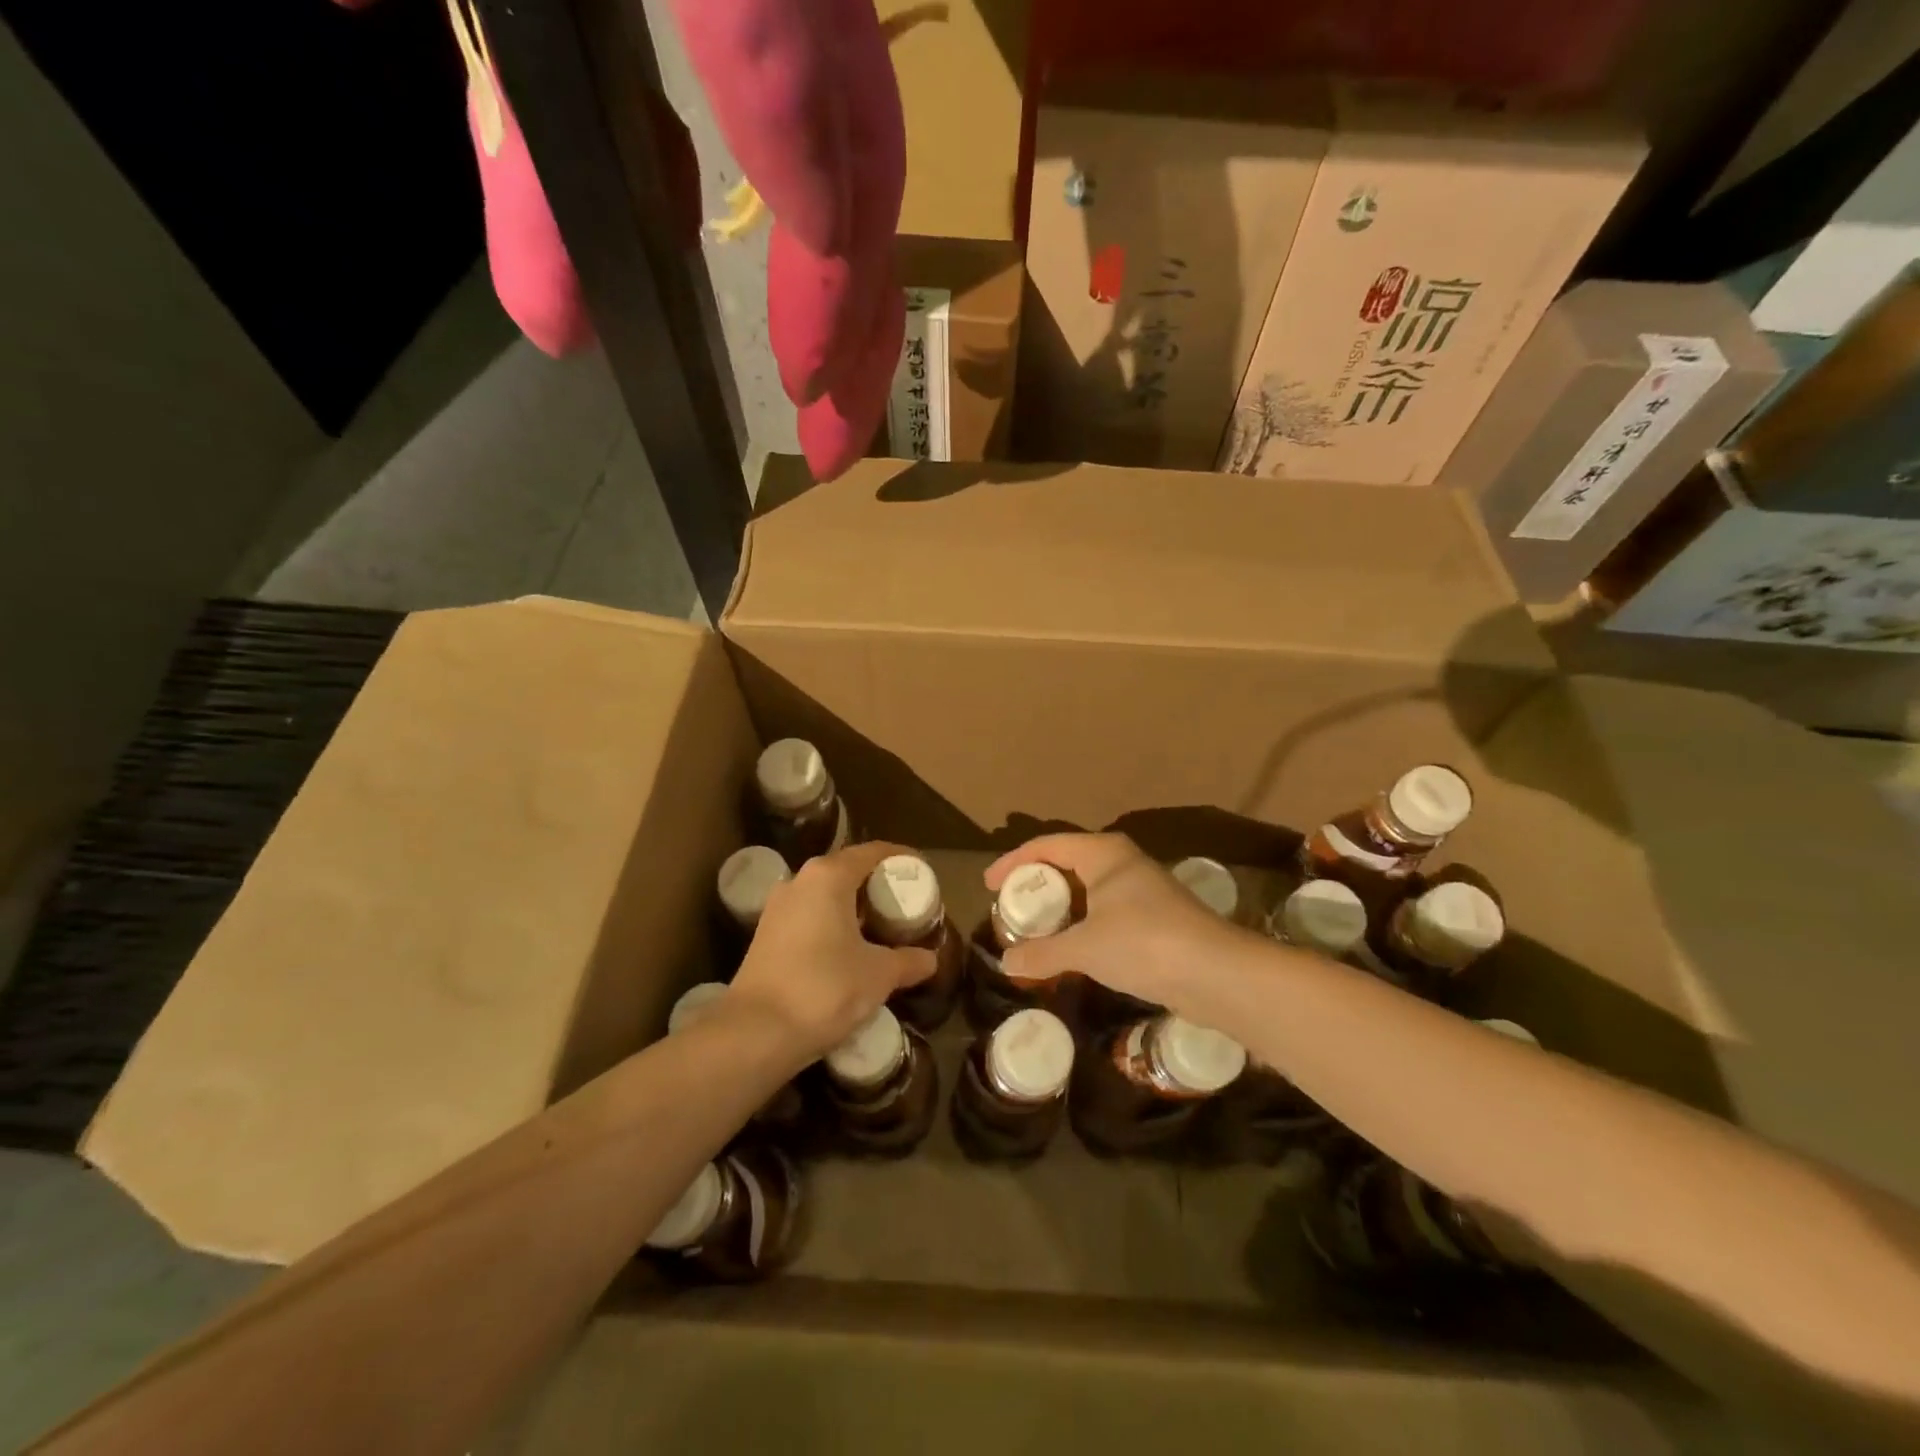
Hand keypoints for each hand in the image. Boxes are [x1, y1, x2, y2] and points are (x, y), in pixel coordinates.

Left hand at [730, 841, 935, 1060]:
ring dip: (853, 906)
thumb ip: (908, 961)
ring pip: (825, 895)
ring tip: (881, 928)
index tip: (923, 872)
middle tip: (905, 904)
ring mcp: (777, 908)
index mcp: (828, 876)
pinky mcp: (765, 935)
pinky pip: (809, 916)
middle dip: (877, 884)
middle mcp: (799, 881)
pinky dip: (832, 924)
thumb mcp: (878, 975)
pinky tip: (848, 950)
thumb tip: (930, 959)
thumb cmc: (825, 988)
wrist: (755, 1032)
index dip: (901, 858)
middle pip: (847, 870)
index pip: (873, 852)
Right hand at [984, 833, 1251, 1014]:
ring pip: (1088, 890)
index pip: (1046, 845)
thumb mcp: (1085, 948)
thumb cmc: (1143, 943)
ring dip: (1061, 908)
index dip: (1013, 862)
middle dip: (1036, 885)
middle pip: (1067, 863)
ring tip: (1035, 931)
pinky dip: (1082, 925)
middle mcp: (1123, 862)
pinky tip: (1072, 950)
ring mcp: (1142, 889)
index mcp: (1103, 853)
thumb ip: (1042, 953)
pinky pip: (1105, 911)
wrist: (1216, 973)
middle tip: (1010, 909)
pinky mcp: (1156, 917)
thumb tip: (1006, 962)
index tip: (988, 885)